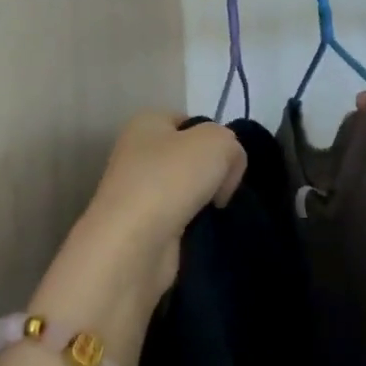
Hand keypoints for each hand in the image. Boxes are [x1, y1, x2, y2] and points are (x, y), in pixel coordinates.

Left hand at [81, 114, 247, 285]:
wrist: (134, 244)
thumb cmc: (171, 178)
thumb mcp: (218, 142)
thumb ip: (232, 144)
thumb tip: (225, 171)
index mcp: (146, 123)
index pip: (190, 121)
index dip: (215, 137)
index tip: (228, 160)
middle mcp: (136, 153)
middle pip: (190, 156)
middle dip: (213, 171)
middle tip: (224, 188)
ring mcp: (137, 191)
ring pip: (186, 188)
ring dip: (205, 200)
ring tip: (215, 211)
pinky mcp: (142, 226)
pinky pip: (179, 217)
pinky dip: (194, 224)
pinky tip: (202, 230)